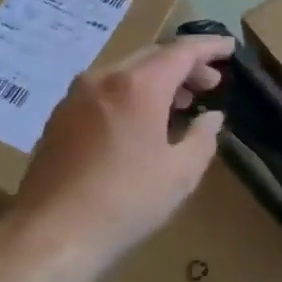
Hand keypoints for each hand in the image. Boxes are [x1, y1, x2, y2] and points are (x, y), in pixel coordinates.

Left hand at [5, 36, 232, 276]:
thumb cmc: (126, 201)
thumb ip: (203, 137)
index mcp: (138, 85)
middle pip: (152, 56)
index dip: (209, 47)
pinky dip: (130, 94)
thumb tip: (212, 117)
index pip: (182, 51)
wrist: (51, 234)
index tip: (230, 48)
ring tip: (179, 103)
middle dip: (184, 65)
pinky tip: (139, 121)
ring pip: (125, 72)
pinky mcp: (59, 117)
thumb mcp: (181, 173)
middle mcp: (104, 78)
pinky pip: (104, 90)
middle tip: (209, 83)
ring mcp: (76, 96)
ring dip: (156, 79)